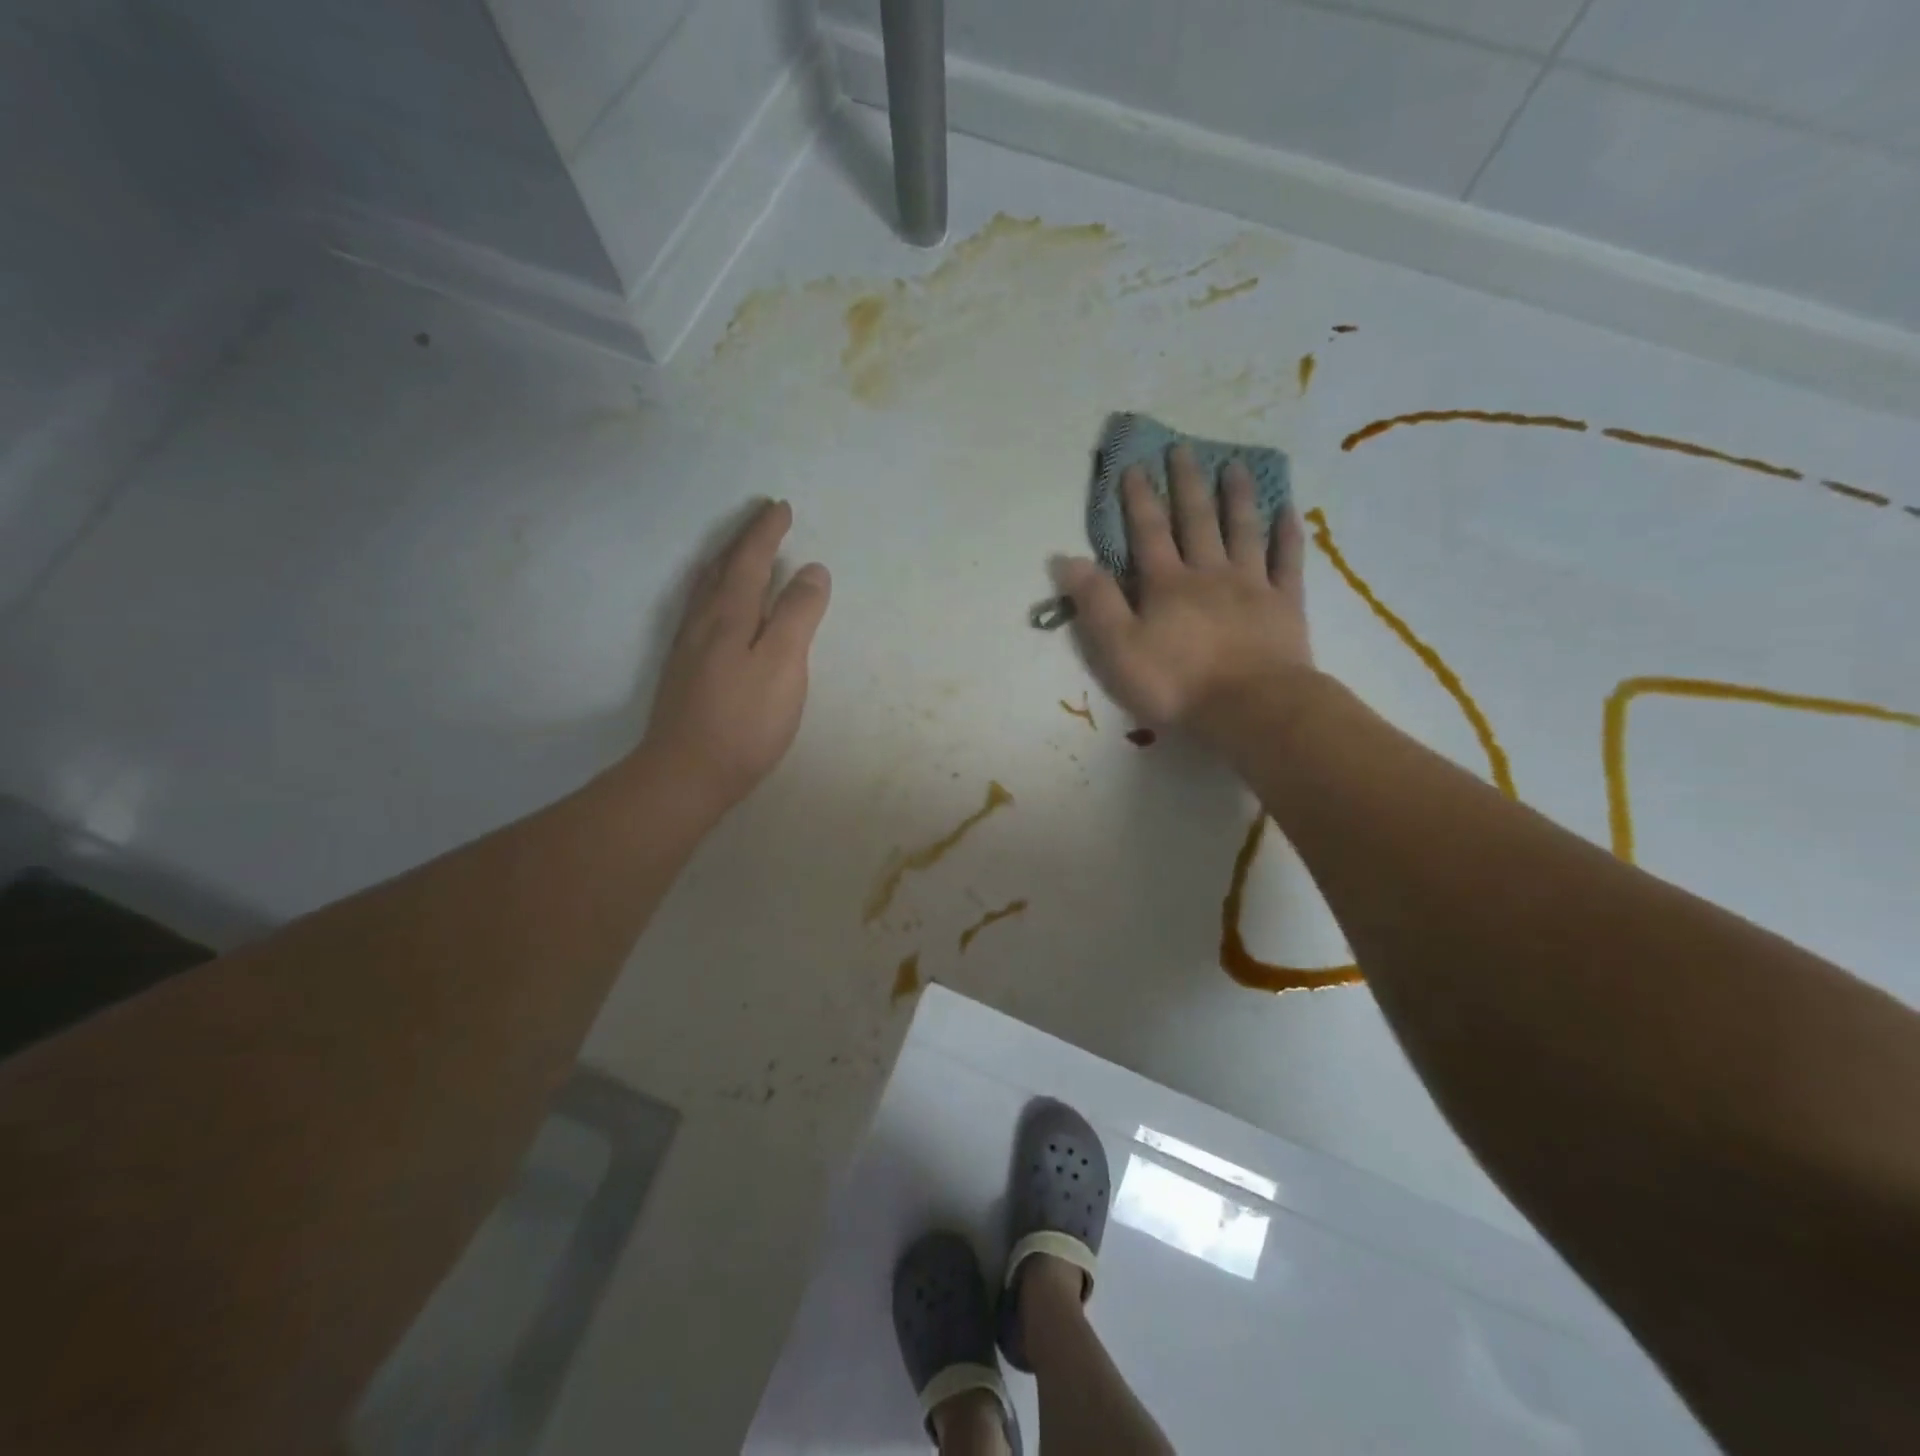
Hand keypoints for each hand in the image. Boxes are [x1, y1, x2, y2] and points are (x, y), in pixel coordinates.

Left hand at [639, 500, 830, 811]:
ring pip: (705, 588)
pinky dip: (713, 589)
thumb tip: (812, 569)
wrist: (686, 772)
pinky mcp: (684, 669)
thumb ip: (797, 615)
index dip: (766, 532)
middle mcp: (703, 621)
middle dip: (744, 539)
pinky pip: (699, 609)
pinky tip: (714, 604)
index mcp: (729, 614)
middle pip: (721, 566)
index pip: (750, 559)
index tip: (781, 507)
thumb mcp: (783, 665)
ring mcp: (688, 646)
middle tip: (762, 517)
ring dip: (724, 561)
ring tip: (737, 550)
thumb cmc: (744, 720)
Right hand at [1053, 446, 1313, 741]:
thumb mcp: (1118, 648)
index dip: (1138, 499)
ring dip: (1237, 496)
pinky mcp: (1285, 605)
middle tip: (1183, 449)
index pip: (1148, 532)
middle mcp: (1209, 573)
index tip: (1133, 466)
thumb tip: (1065, 558)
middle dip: (1186, 483)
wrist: (1251, 708)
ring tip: (1235, 465)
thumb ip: (1094, 602)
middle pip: (1197, 519)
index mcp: (1166, 584)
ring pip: (1243, 530)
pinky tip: (1289, 510)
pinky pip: (1288, 560)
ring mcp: (1251, 585)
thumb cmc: (1176, 683)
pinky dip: (1287, 533)